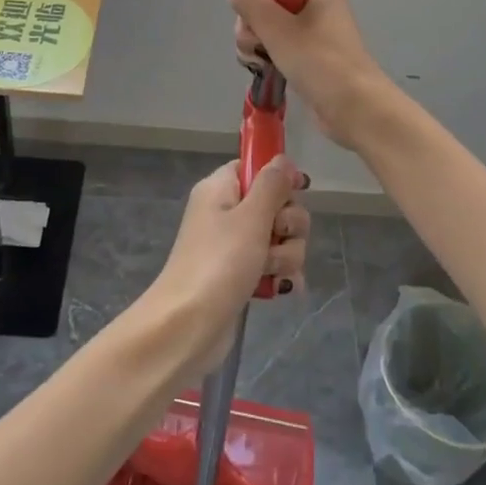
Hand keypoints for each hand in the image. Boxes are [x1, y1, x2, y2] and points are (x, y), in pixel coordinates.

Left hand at [141, 156, 309, 378]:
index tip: (298, 190)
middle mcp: (225, 213)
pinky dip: (280, 275)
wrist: (187, 326)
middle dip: (288, 224)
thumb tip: (282, 159)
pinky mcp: (240, 276)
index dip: (279, 177)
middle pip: (275, 204)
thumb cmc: (218, 263)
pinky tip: (284, 289)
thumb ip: (271, 185)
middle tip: (276, 237)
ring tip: (271, 271)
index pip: (253, 167)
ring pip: (280, 237)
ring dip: (286, 254)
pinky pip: (273, 265)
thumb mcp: (250, 217)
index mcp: (220, 189)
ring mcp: (232, 246)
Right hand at [227, 0, 393, 150]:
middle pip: (266, 1)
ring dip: (255, 42)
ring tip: (260, 62)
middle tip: (255, 46)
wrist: (356, 109)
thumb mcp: (279, 29)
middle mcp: (318, 3)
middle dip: (251, 24)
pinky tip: (264, 68)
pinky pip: (278, 44)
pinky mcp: (311, 53)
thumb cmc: (319, 63)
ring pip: (268, 25)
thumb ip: (252, 3)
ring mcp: (315, 29)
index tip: (251, 20)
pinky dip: (267, 54)